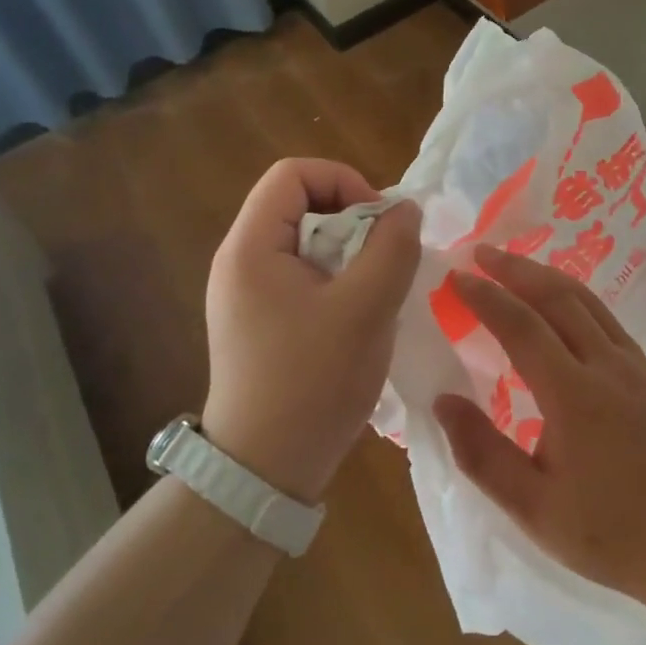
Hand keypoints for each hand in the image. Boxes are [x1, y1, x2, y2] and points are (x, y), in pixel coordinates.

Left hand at [203, 159, 420, 505]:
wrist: (264, 471)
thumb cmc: (313, 382)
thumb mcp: (366, 309)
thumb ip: (392, 248)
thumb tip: (405, 209)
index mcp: (251, 247)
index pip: (292, 173)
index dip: (343, 181)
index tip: (378, 223)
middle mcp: (240, 260)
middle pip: (300, 204)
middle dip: (352, 220)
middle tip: (385, 260)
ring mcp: (247, 293)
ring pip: (307, 242)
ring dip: (350, 254)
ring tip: (377, 291)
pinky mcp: (259, 320)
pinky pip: (302, 275)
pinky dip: (337, 280)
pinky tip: (359, 316)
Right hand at [433, 246, 645, 615]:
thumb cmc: (609, 532)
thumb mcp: (533, 508)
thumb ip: (482, 452)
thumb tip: (442, 400)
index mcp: (573, 395)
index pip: (522, 327)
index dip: (486, 297)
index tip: (456, 277)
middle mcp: (605, 365)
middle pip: (557, 297)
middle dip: (515, 269)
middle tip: (480, 252)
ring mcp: (632, 365)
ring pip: (585, 300)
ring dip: (545, 275)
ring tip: (514, 264)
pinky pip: (605, 316)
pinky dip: (574, 295)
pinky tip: (561, 300)